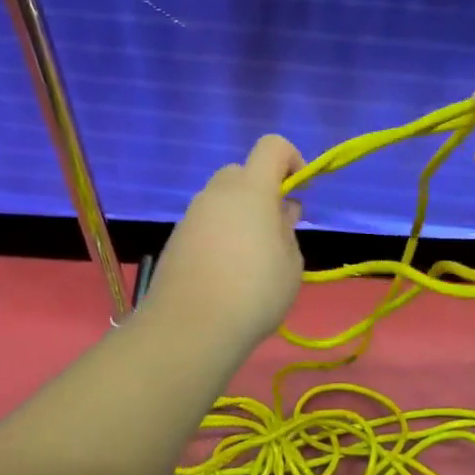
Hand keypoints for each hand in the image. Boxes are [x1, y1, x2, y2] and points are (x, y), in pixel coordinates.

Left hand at [141, 136, 305, 352]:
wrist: (190, 328)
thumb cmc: (254, 292)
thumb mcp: (291, 263)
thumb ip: (287, 229)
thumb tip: (281, 211)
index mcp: (251, 189)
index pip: (272, 146)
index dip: (292, 160)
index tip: (299, 192)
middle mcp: (217, 193)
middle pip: (243, 172)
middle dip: (262, 191)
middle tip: (275, 229)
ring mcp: (192, 215)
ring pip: (221, 199)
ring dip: (239, 214)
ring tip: (252, 258)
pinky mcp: (176, 239)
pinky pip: (205, 223)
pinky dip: (219, 234)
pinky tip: (226, 273)